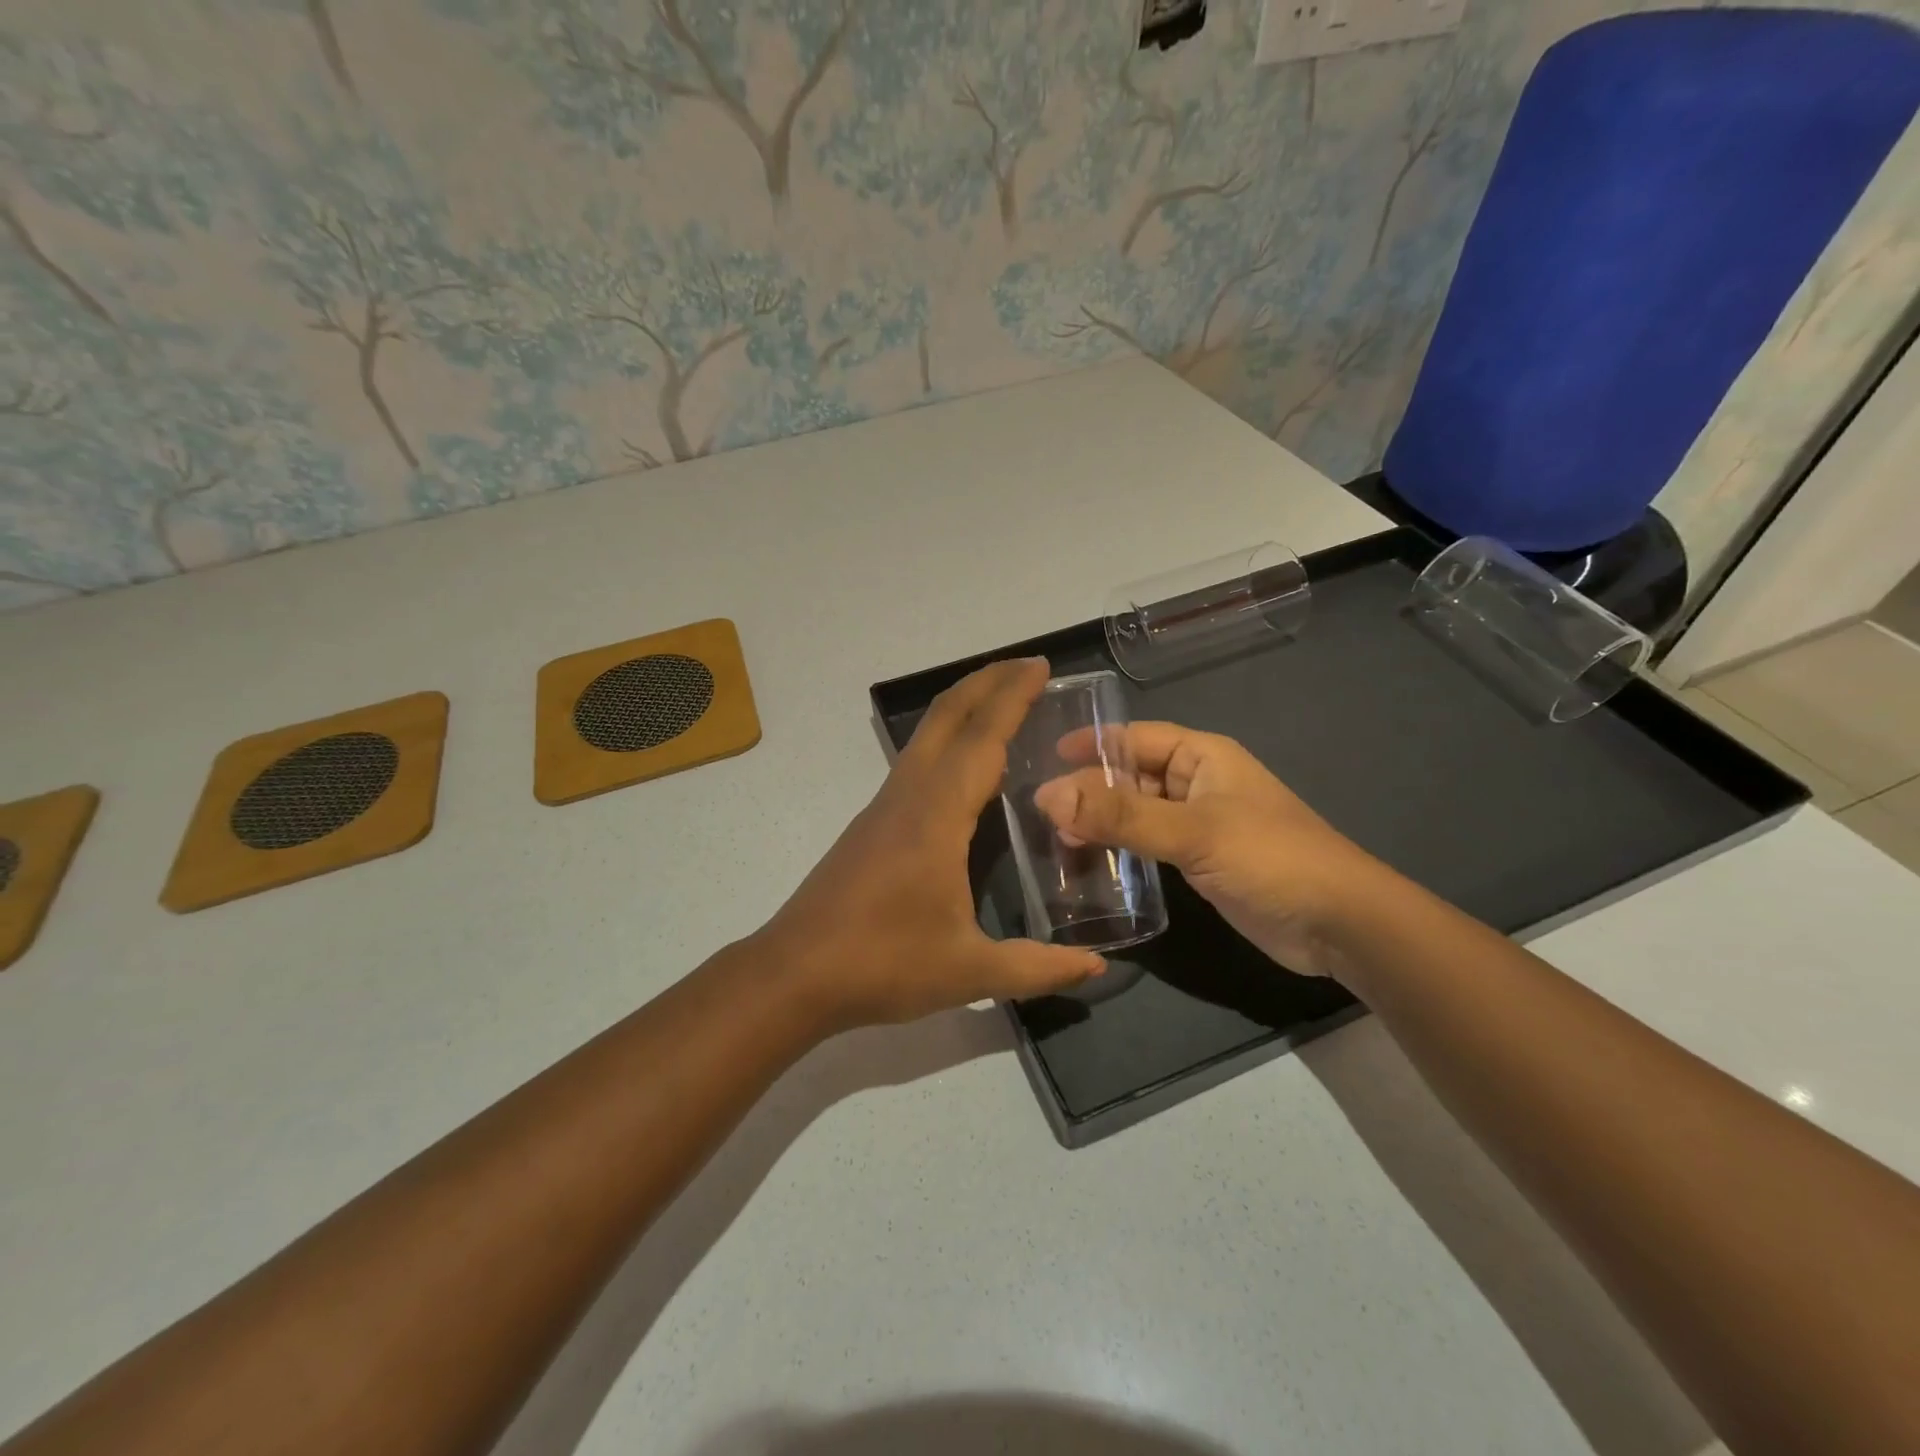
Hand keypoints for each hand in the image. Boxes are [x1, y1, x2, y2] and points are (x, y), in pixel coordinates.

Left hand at [754, 658, 1106, 1031]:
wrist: (794, 974)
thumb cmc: (883, 964)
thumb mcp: (969, 971)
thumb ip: (1038, 968)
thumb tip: (1097, 968)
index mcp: (937, 815)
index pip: (983, 739)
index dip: (1013, 697)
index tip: (1041, 666)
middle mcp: (909, 795)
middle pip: (946, 716)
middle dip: (987, 682)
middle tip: (1028, 667)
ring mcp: (885, 806)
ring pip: (927, 735)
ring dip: (965, 708)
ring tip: (1004, 705)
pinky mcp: (872, 824)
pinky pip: (917, 761)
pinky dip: (948, 741)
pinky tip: (967, 769)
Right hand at [1033, 723, 1391, 979]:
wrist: (1339, 925)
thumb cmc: (1270, 859)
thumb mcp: (1192, 832)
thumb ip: (1120, 815)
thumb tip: (1047, 795)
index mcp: (1202, 756)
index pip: (1134, 738)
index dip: (1091, 744)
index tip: (1043, 758)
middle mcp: (1197, 783)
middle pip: (1130, 776)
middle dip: (1088, 790)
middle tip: (1040, 814)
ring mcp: (1199, 824)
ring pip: (1136, 812)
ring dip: (1100, 822)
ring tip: (1055, 840)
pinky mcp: (1199, 861)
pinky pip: (1148, 844)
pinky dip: (1119, 849)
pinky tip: (1090, 863)